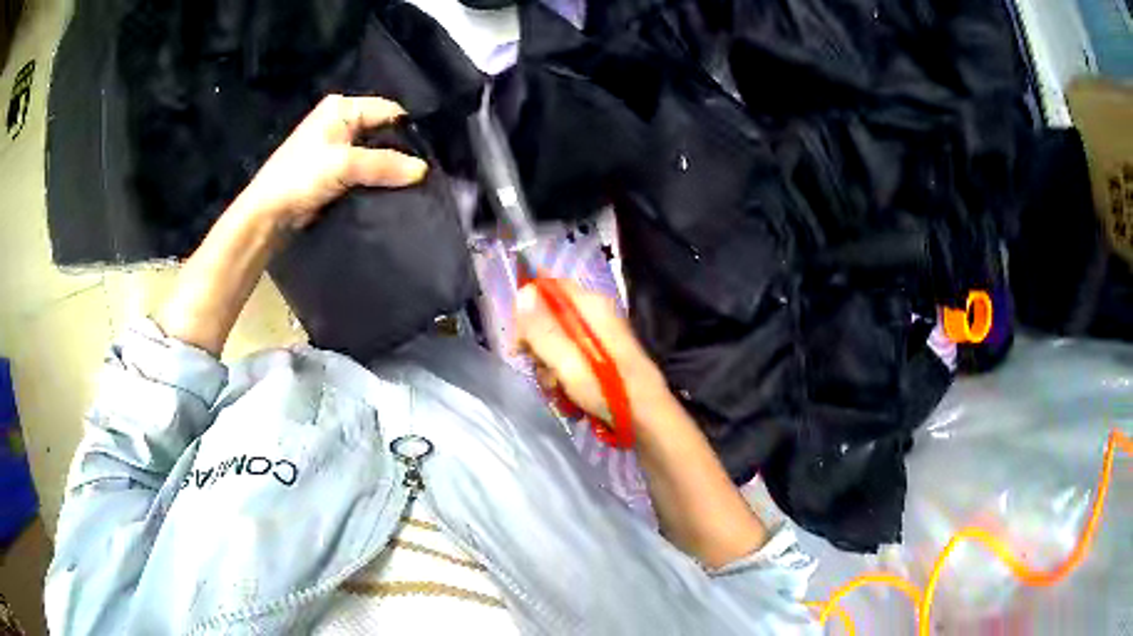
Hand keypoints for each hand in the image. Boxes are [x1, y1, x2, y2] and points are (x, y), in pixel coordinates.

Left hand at [238, 94, 428, 229]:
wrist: (268, 215)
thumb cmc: (300, 178)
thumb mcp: (344, 165)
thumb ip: (384, 164)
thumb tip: (423, 170)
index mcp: (341, 107)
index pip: (388, 111)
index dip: (409, 130)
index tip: (430, 153)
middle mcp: (341, 122)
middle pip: (383, 131)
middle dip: (401, 151)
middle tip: (426, 171)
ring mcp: (337, 147)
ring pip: (375, 153)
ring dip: (389, 168)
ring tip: (414, 183)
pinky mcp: (334, 172)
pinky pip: (365, 171)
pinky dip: (377, 180)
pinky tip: (393, 191)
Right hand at [515, 280, 668, 423]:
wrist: (647, 420)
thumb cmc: (610, 391)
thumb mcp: (570, 363)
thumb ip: (543, 330)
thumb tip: (522, 292)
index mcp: (592, 306)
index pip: (548, 287)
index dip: (527, 309)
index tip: (520, 340)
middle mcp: (595, 315)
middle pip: (549, 316)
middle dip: (536, 345)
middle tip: (539, 368)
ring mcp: (598, 336)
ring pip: (555, 341)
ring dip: (548, 366)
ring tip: (556, 388)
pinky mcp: (599, 356)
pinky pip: (568, 357)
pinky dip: (562, 375)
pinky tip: (565, 393)